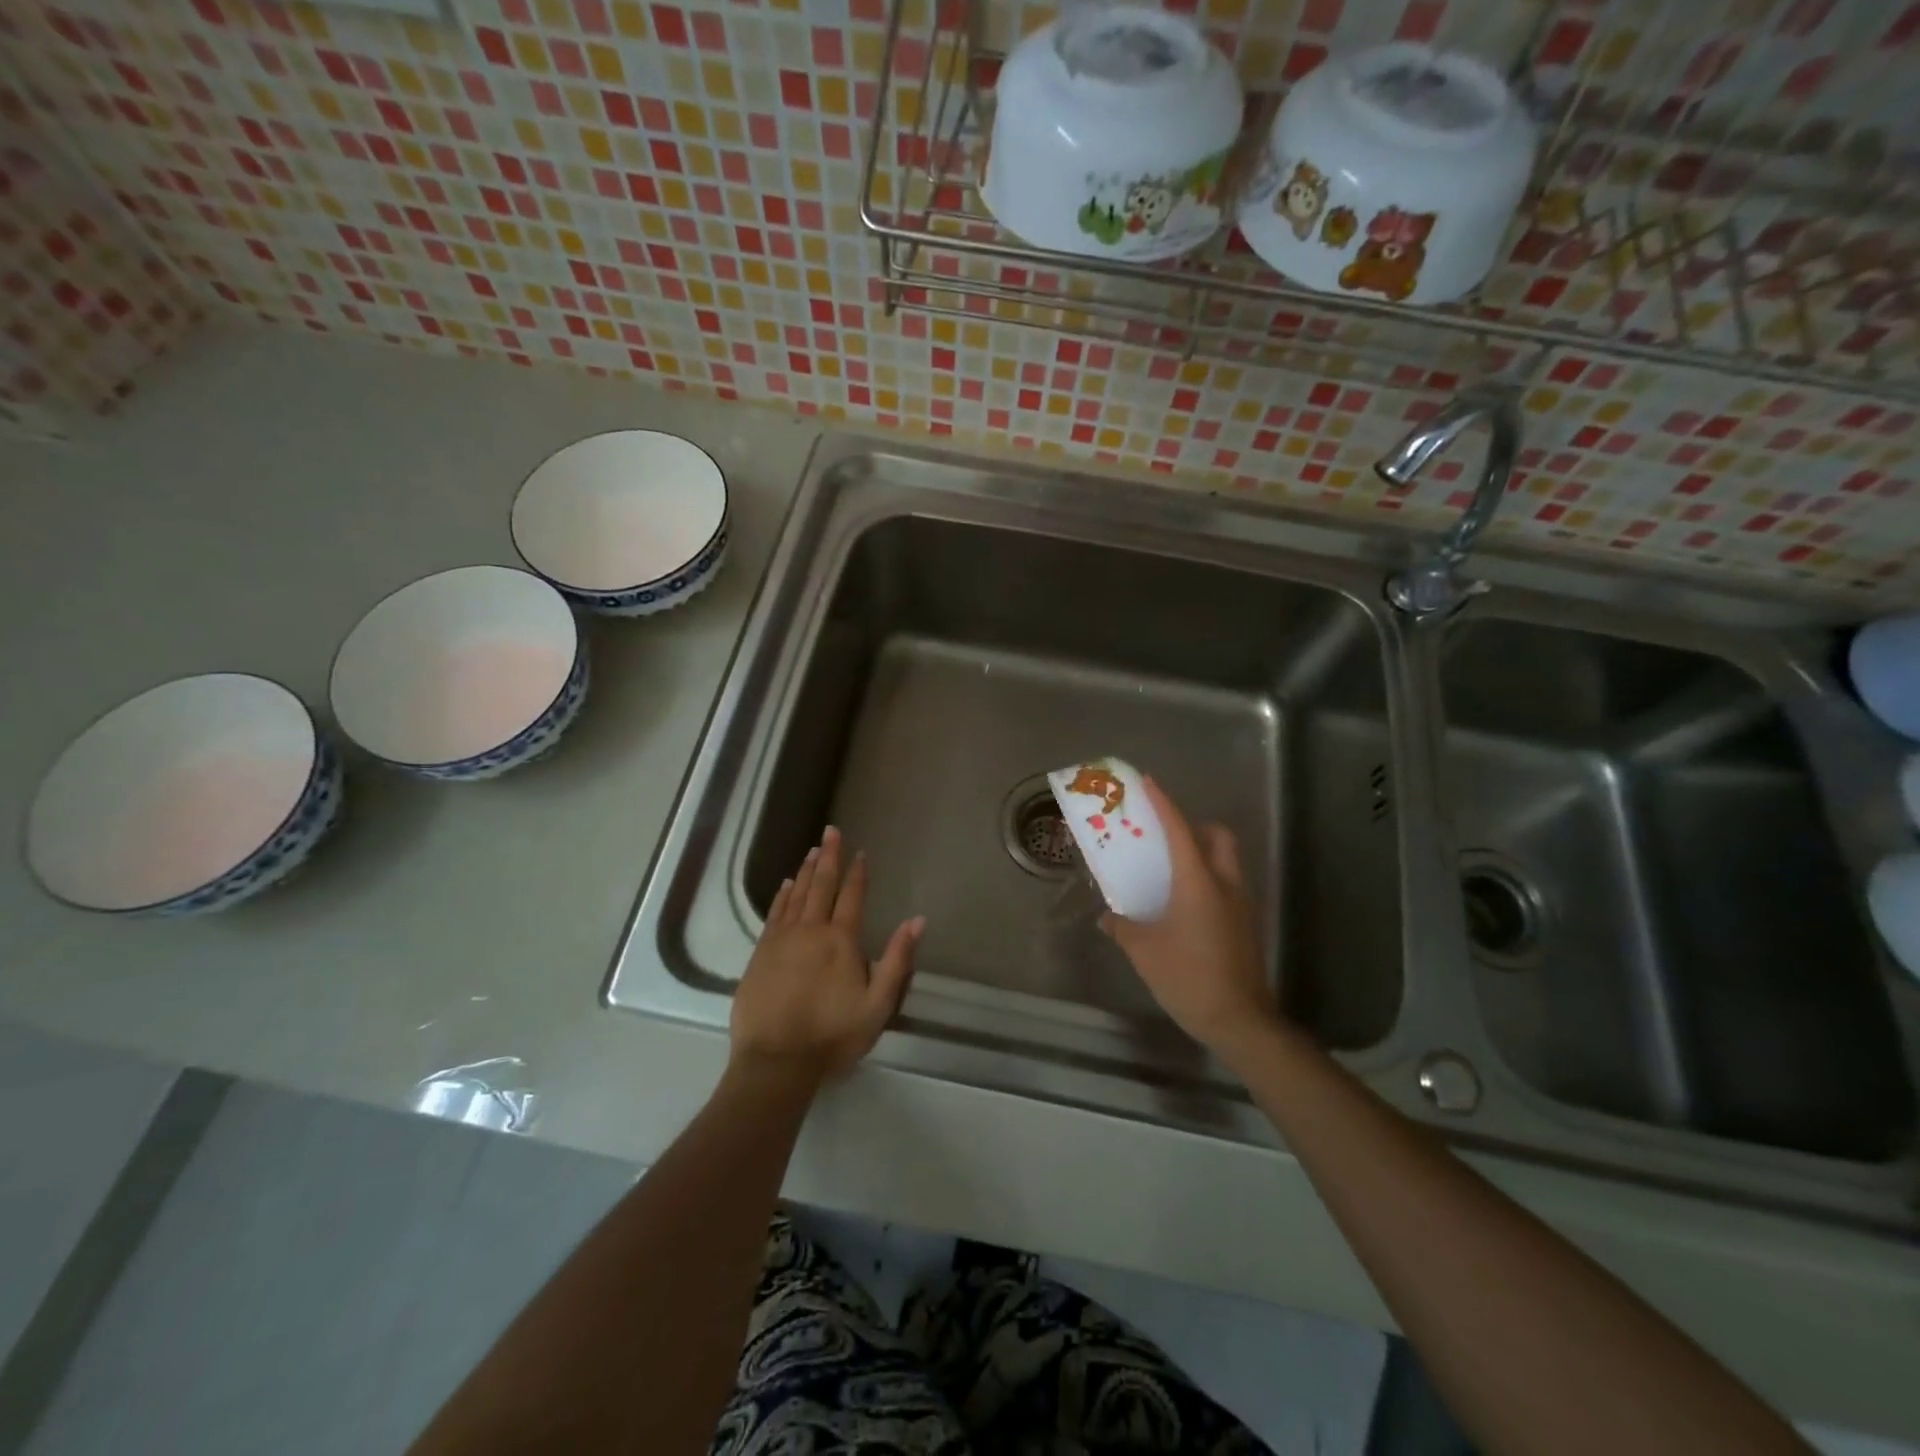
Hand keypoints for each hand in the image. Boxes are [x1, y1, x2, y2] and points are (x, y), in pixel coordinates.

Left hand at [730, 826, 924, 1087]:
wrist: (775, 1061)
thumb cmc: (832, 1035)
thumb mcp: (878, 1005)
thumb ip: (897, 960)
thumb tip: (917, 920)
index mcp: (841, 941)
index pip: (852, 897)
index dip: (857, 873)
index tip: (860, 852)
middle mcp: (810, 930)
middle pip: (821, 886)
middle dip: (829, 857)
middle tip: (831, 831)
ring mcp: (782, 940)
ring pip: (797, 895)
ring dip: (807, 871)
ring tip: (813, 850)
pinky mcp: (761, 953)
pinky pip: (775, 914)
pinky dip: (782, 896)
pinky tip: (786, 884)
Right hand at [1100, 778, 1276, 1056]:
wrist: (1240, 1020)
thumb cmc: (1187, 977)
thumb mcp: (1144, 951)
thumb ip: (1123, 927)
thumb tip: (1107, 917)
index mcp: (1198, 882)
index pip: (1179, 830)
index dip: (1163, 803)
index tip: (1149, 782)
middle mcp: (1226, 884)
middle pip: (1218, 837)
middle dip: (1196, 826)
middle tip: (1168, 836)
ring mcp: (1242, 905)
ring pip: (1227, 862)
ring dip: (1204, 854)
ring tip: (1172, 872)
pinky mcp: (1248, 926)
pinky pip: (1228, 886)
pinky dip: (1209, 881)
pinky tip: (1186, 907)